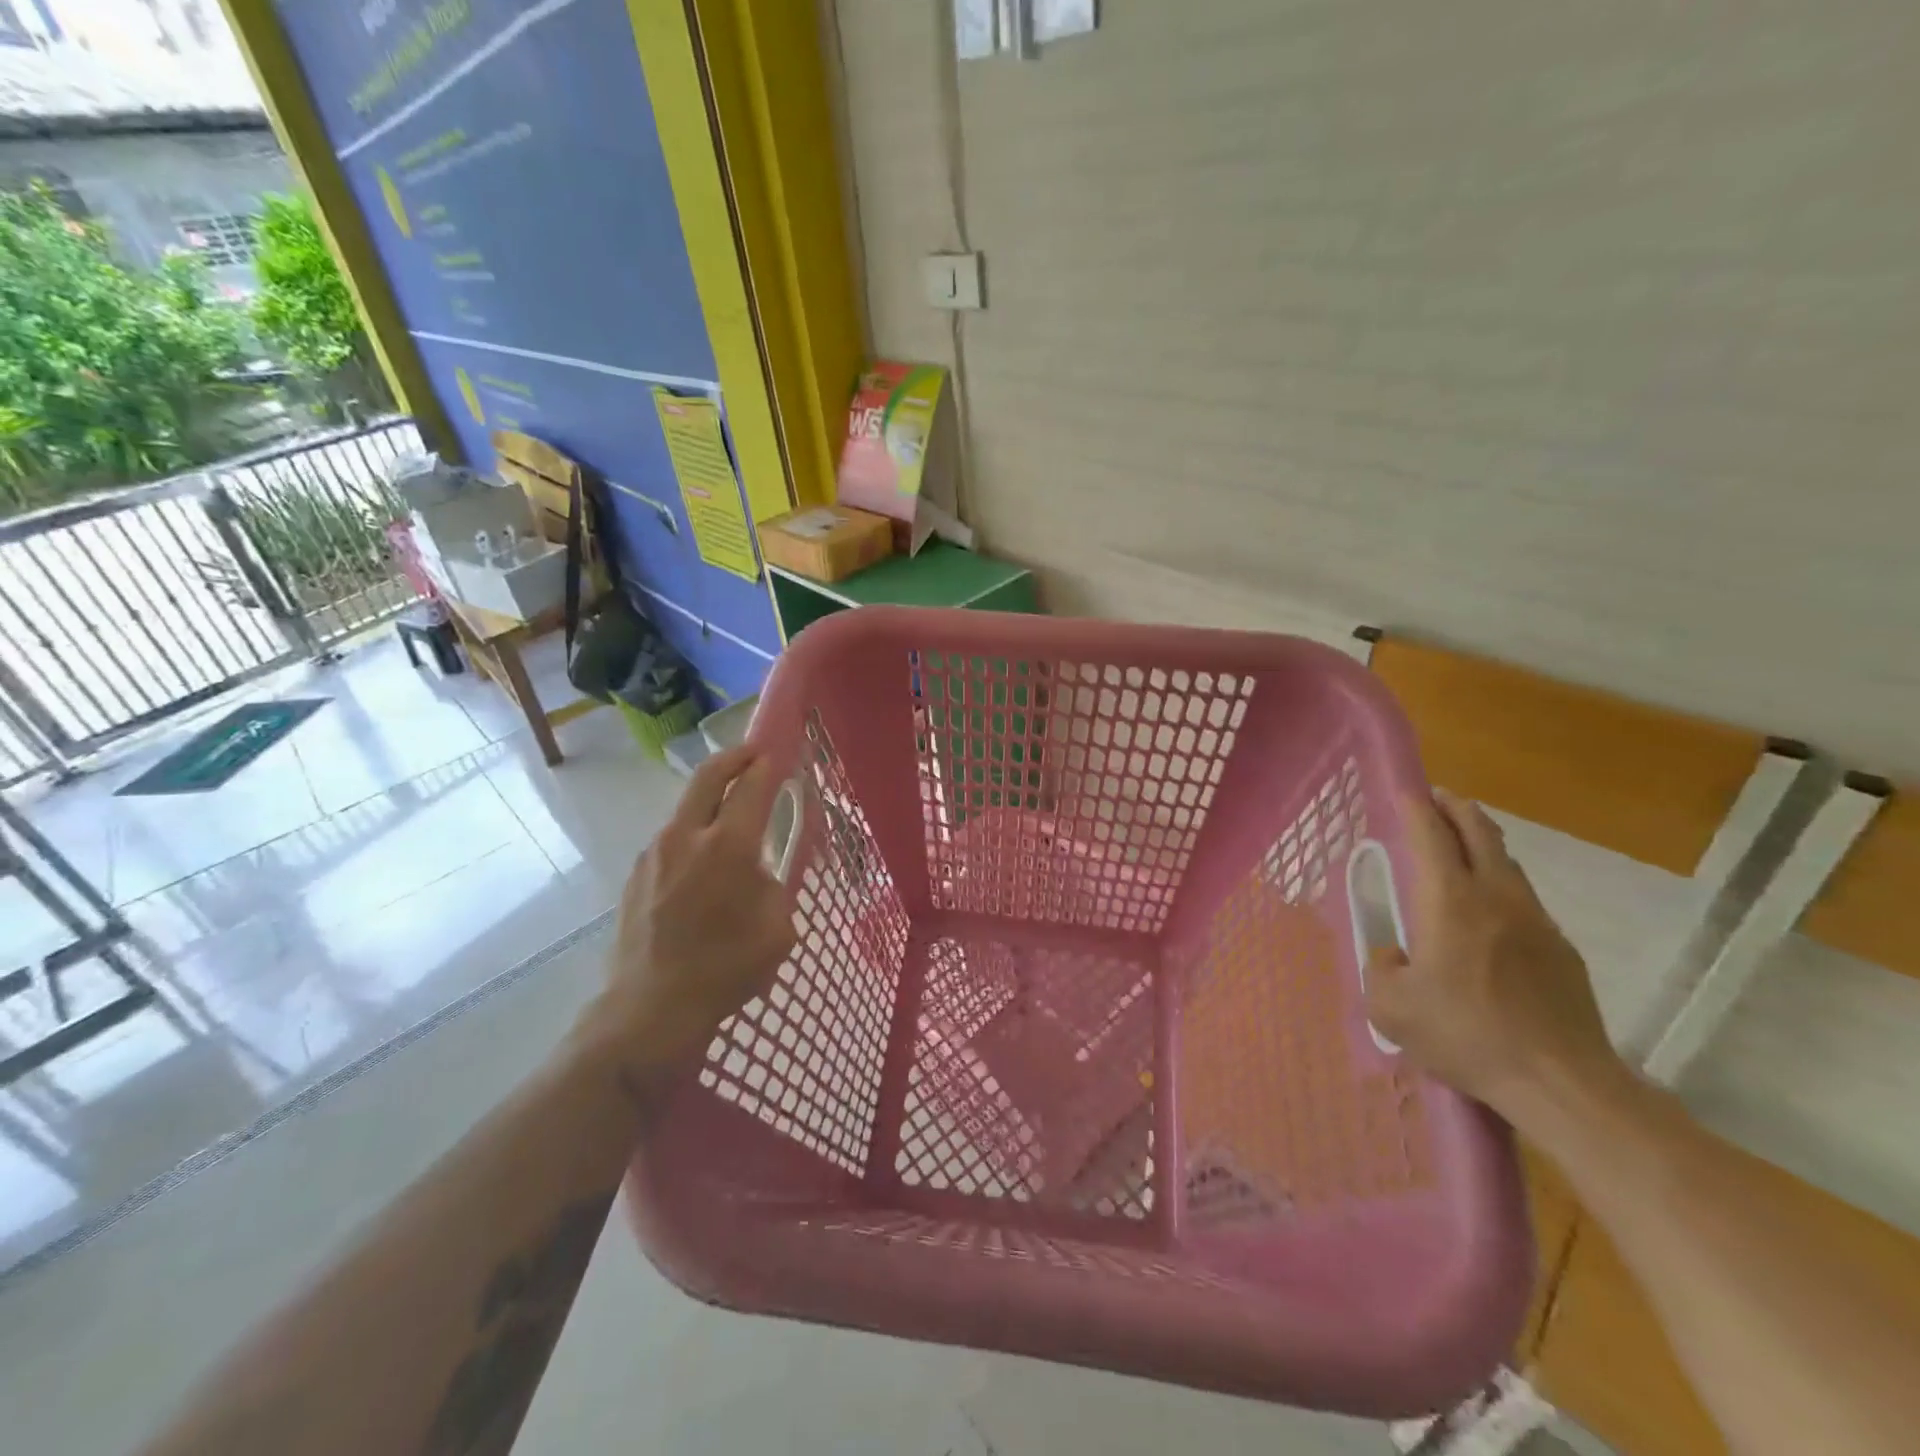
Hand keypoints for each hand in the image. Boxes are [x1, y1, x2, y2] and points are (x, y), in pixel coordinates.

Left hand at [588, 745, 796, 1070]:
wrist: (650, 1009)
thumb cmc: (726, 970)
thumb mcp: (777, 929)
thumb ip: (774, 887)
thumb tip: (759, 873)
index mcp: (728, 846)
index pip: (752, 787)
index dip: (768, 765)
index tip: (780, 754)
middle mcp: (687, 836)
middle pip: (709, 776)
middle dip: (735, 757)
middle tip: (754, 755)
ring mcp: (654, 853)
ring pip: (687, 807)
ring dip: (711, 799)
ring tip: (731, 818)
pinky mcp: (636, 874)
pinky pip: (671, 839)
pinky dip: (692, 833)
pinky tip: (703, 865)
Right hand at [1364, 790, 1628, 1122]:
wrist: (1561, 1082)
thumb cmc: (1466, 1035)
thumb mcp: (1390, 1007)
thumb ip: (1380, 969)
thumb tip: (1395, 955)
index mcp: (1449, 902)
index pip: (1432, 836)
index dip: (1416, 808)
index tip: (1407, 790)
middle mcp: (1495, 897)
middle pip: (1480, 833)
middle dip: (1457, 808)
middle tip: (1438, 798)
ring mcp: (1535, 921)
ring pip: (1507, 862)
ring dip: (1482, 842)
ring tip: (1462, 844)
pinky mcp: (1561, 949)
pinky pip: (1524, 898)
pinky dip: (1501, 883)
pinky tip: (1490, 910)